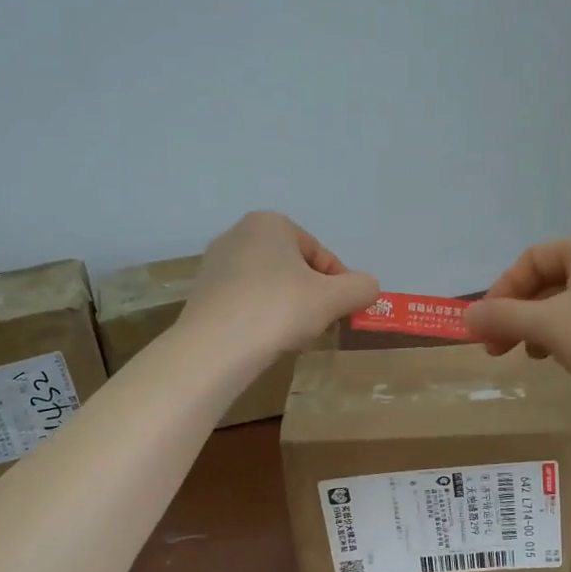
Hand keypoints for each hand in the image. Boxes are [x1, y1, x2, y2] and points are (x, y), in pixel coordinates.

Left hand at [182, 211, 379, 355]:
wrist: (214, 348)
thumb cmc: (278, 310)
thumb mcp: (334, 298)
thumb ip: (361, 287)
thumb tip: (369, 287)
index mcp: (270, 223)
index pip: (319, 254)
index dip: (339, 285)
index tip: (344, 312)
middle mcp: (237, 234)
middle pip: (292, 268)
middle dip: (311, 296)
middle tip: (319, 325)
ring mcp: (215, 265)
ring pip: (268, 286)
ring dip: (287, 308)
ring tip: (292, 337)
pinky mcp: (201, 294)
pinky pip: (244, 302)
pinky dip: (260, 318)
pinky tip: (264, 341)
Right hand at [463, 231, 570, 402]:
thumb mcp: (547, 327)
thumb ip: (502, 318)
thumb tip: (465, 318)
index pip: (530, 260)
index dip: (501, 292)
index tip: (485, 327)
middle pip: (550, 280)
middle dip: (519, 315)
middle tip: (498, 348)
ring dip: (541, 327)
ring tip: (532, 356)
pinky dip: (570, 334)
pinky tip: (566, 359)